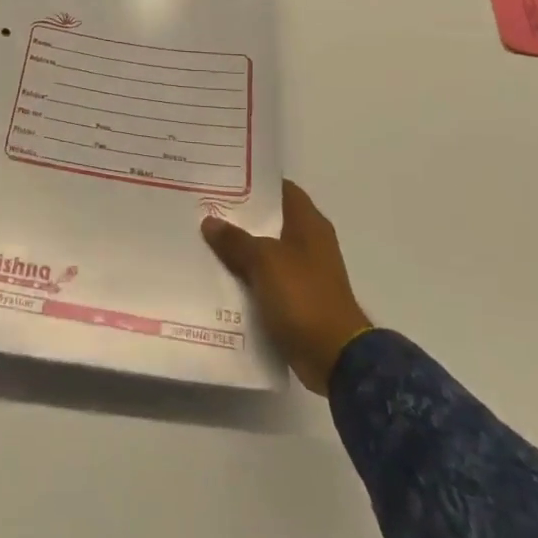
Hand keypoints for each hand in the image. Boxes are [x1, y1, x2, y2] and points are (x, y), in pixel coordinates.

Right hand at [201, 181, 372, 393]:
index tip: (223, 180)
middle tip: (205, 208)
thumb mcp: (265, 261)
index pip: (281, 189)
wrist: (334, 357)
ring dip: (241, 250)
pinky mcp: (297, 299)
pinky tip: (218, 276)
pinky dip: (247, 278)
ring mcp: (304, 272)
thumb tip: (210, 221)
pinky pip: (266, 280)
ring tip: (204, 240)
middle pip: (270, 220)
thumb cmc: (304, 296)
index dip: (255, 183)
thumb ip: (236, 240)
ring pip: (265, 251)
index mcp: (309, 223)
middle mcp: (309, 242)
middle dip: (240, 217)